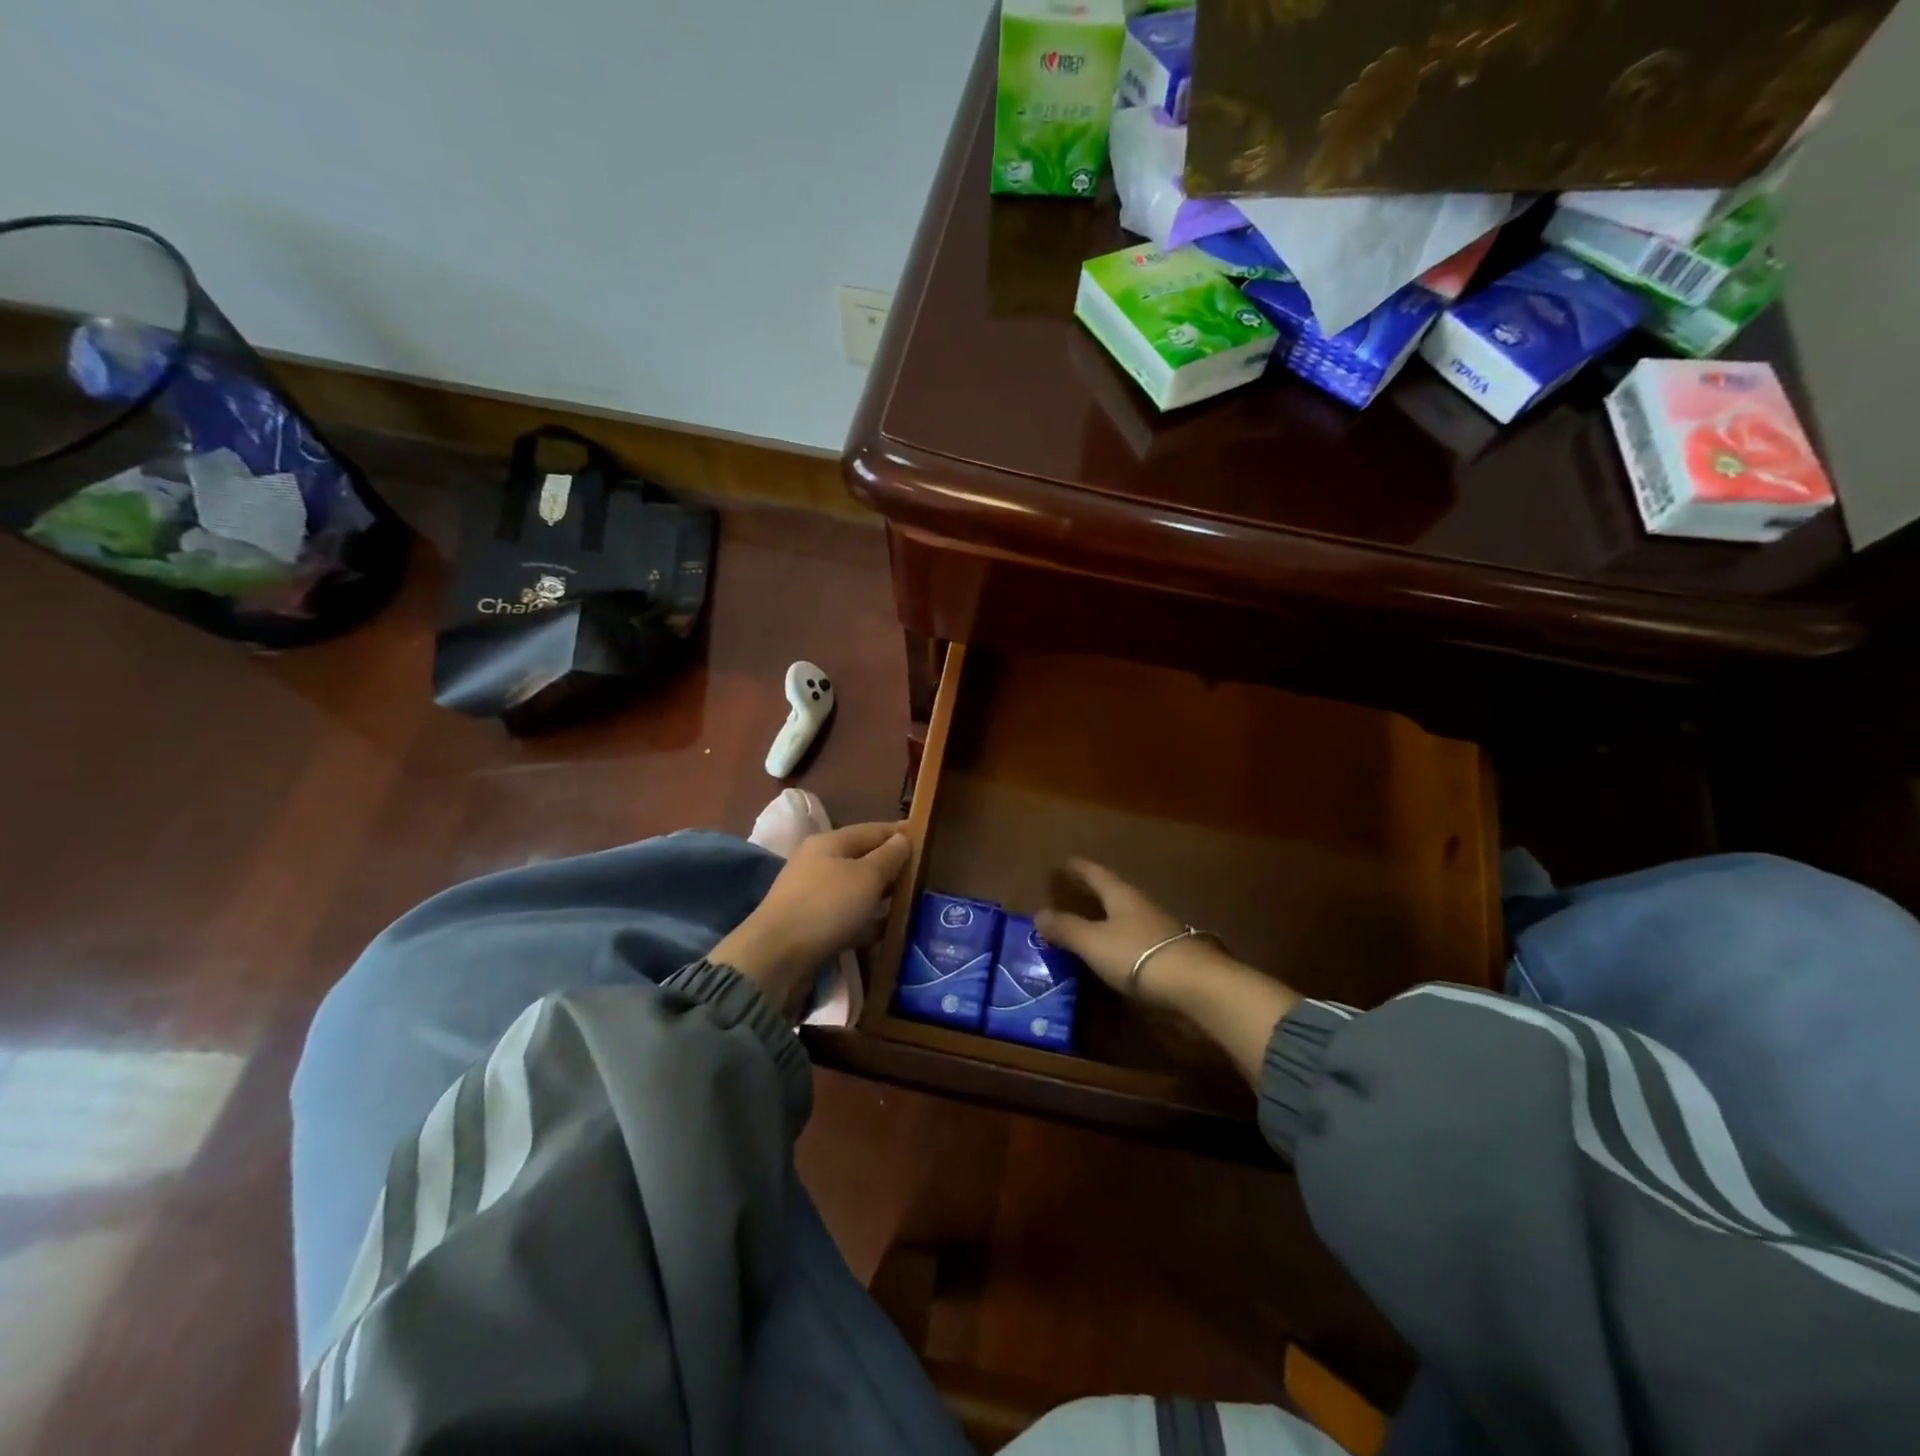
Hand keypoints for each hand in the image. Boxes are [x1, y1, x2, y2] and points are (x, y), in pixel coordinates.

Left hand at [712, 822, 911, 1008]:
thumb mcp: (866, 877)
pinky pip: (848, 917)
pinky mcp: (813, 926)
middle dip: (893, 867)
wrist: (776, 957)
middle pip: (864, 859)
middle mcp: (819, 863)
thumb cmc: (826, 907)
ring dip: (882, 895)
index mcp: (830, 843)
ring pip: (857, 890)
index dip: (901, 833)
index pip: (873, 830)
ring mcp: (814, 895)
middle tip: (925, 875)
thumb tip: (903, 838)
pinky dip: (867, 921)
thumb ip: (888, 857)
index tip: (927, 838)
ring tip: (912, 903)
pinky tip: (887, 930)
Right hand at [1035, 859, 1211, 1006]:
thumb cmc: (1137, 955)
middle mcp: (1141, 906)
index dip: (1080, 869)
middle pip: (1114, 893)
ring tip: (1091, 922)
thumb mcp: (1093, 942)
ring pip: (1127, 917)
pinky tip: (1115, 952)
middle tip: (1076, 890)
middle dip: (1095, 892)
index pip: (1097, 875)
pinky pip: (1136, 940)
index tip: (1066, 862)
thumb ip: (1066, 929)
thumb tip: (1039, 914)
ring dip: (1109, 918)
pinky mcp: (1169, 955)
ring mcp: (1159, 930)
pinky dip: (1120, 941)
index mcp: (1122, 896)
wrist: (1195, 986)